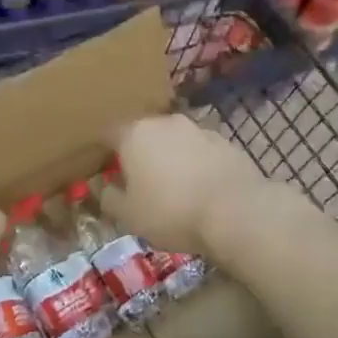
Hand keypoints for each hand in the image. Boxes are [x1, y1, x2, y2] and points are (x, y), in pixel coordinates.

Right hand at [99, 114, 267, 255]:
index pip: (109, 133)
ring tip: (174, 187)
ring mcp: (198, 129)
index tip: (105, 168)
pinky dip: (196, 164)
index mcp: (134, 134)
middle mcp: (164, 122)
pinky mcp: (225, 142)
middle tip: (139, 180)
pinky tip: (201, 189)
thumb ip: (109, 198)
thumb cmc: (171, 211)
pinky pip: (200, 151)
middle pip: (144, 133)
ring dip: (170, 157)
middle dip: (140, 153)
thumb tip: (100, 186)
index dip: (104, 150)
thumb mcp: (129, 215)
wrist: (236, 212)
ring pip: (174, 141)